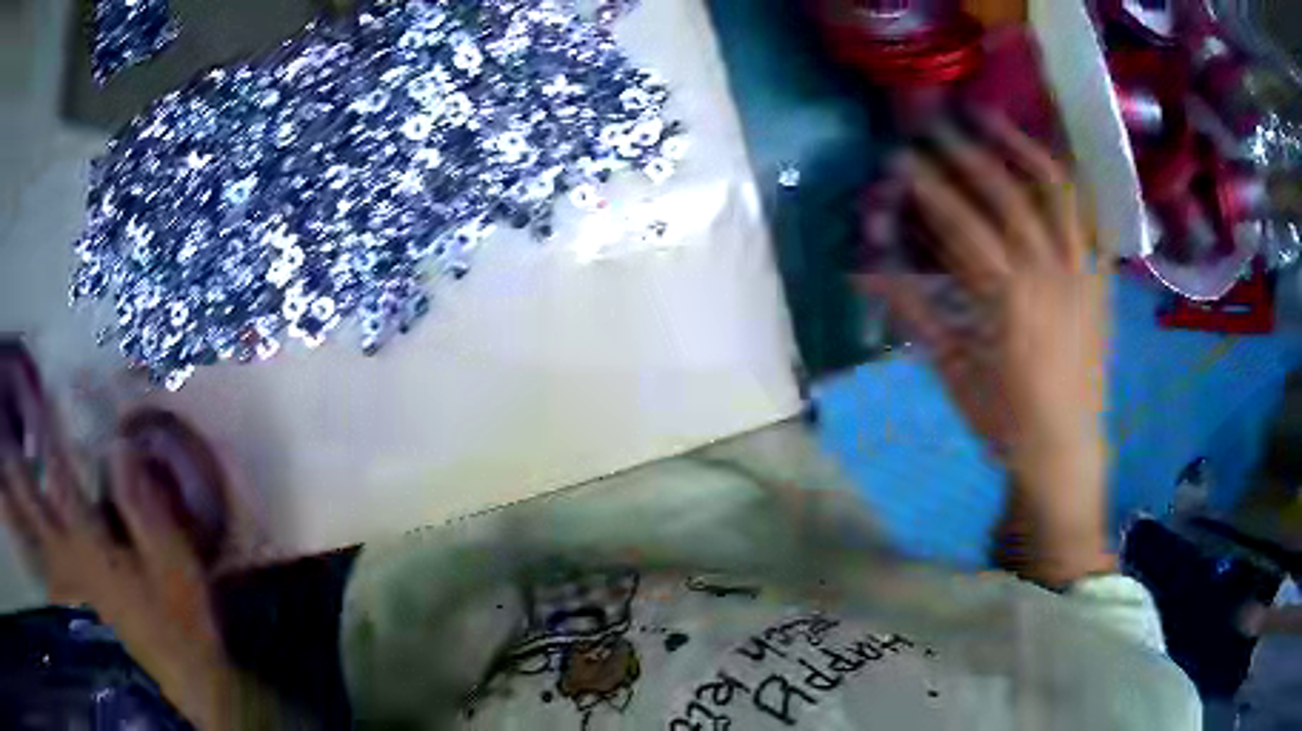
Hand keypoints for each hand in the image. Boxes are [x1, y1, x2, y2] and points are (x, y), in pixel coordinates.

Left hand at [0, 397, 234, 726]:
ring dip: (24, 512)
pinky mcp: (79, 617)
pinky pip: (49, 578)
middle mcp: (70, 562)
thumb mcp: (174, 565)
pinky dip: (38, 559)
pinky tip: (35, 551)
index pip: (63, 476)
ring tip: (14, 479)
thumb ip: (144, 508)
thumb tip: (119, 447)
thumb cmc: (180, 624)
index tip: (47, 394)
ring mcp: (71, 593)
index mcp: (91, 545)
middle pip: (36, 509)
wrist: (187, 691)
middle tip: (8, 443)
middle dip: (20, 473)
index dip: (54, 433)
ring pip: (36, 543)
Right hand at [856, 114, 1113, 585]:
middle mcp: (1049, 271)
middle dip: (965, 153)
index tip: (900, 157)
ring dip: (1020, 147)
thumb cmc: (1004, 417)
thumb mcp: (952, 371)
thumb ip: (913, 312)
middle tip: (935, 124)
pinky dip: (1068, 183)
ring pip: (1056, 191)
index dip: (928, 186)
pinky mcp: (1100, 278)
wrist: (1065, 447)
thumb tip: (865, 272)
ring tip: (991, 118)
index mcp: (1008, 299)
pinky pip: (1089, 217)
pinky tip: (1047, 159)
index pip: (962, 223)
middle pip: (1006, 194)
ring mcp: (1081, 270)